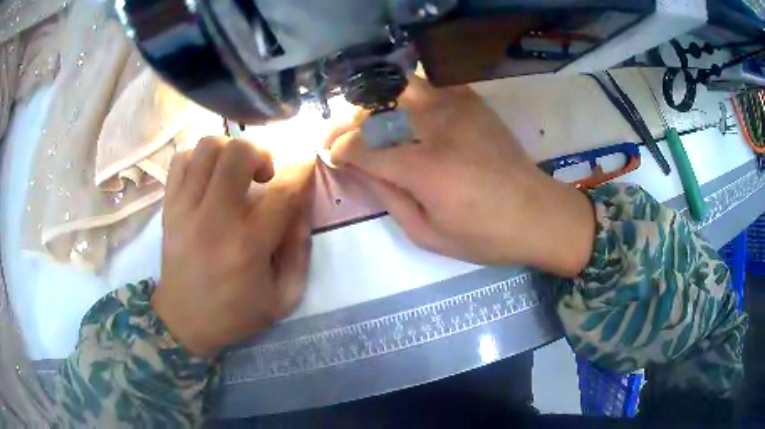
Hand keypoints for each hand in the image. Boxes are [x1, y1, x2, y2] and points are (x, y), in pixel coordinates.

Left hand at [153, 137, 313, 356]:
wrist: (184, 320)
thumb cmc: (236, 313)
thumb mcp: (283, 297)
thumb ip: (300, 250)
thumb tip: (303, 204)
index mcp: (249, 246)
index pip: (282, 191)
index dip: (301, 169)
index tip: (306, 163)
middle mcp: (215, 219)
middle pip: (239, 153)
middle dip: (261, 152)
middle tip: (263, 174)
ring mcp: (186, 209)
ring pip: (208, 147)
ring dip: (230, 150)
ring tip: (234, 172)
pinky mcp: (169, 206)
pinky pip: (181, 159)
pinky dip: (199, 158)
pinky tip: (208, 176)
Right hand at [330, 78, 594, 275]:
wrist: (537, 213)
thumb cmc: (484, 235)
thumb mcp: (428, 234)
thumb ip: (387, 199)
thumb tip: (358, 171)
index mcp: (422, 168)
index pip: (360, 145)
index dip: (338, 149)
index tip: (332, 155)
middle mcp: (435, 128)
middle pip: (374, 109)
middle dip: (349, 123)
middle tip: (345, 138)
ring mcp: (456, 107)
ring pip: (399, 86)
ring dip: (377, 101)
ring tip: (374, 121)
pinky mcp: (473, 102)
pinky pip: (431, 85)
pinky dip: (410, 93)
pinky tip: (408, 111)